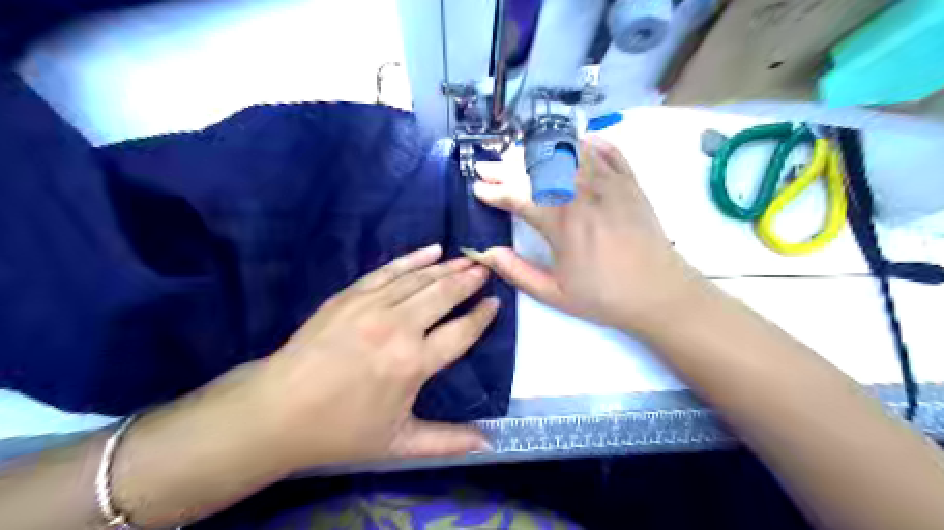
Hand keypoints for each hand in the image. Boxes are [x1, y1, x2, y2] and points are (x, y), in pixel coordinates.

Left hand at [254, 243, 495, 466]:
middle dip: (469, 281)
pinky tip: (432, 249)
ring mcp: (373, 306)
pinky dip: (413, 258)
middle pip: (444, 295)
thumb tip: (486, 443)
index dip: (482, 316)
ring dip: (448, 267)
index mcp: (413, 363)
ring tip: (468, 259)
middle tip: (486, 269)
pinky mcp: (351, 294)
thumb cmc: (341, 429)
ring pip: (421, 279)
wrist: (278, 409)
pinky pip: (390, 270)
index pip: (461, 331)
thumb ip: (447, 442)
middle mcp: (398, 327)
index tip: (495, 303)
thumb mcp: (398, 443)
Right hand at [473, 138, 698, 332]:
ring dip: (539, 149)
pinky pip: (606, 150)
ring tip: (520, 153)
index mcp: (562, 222)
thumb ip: (516, 271)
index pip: (517, 196)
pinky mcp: (630, 182)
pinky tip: (571, 144)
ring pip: (568, 151)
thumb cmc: (603, 296)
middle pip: (537, 167)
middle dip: (506, 165)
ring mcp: (609, 183)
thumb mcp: (553, 293)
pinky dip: (585, 143)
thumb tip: (484, 252)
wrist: (659, 293)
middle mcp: (583, 193)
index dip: (493, 191)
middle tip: (488, 166)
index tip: (477, 188)